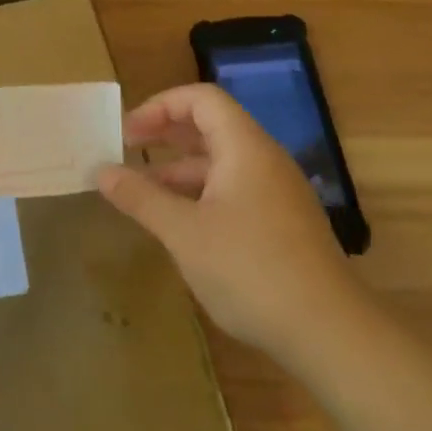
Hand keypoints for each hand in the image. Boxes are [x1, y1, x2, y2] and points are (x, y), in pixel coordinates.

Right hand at [97, 84, 364, 355]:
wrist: (329, 332)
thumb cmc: (250, 269)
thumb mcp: (184, 232)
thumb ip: (141, 198)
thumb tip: (102, 172)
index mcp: (245, 147)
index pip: (201, 98)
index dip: (160, 106)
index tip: (128, 132)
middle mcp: (265, 160)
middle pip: (212, 126)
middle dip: (166, 134)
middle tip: (128, 150)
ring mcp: (277, 193)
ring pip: (221, 163)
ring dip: (180, 169)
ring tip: (143, 193)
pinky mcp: (282, 224)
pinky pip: (234, 190)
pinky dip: (201, 195)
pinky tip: (179, 224)